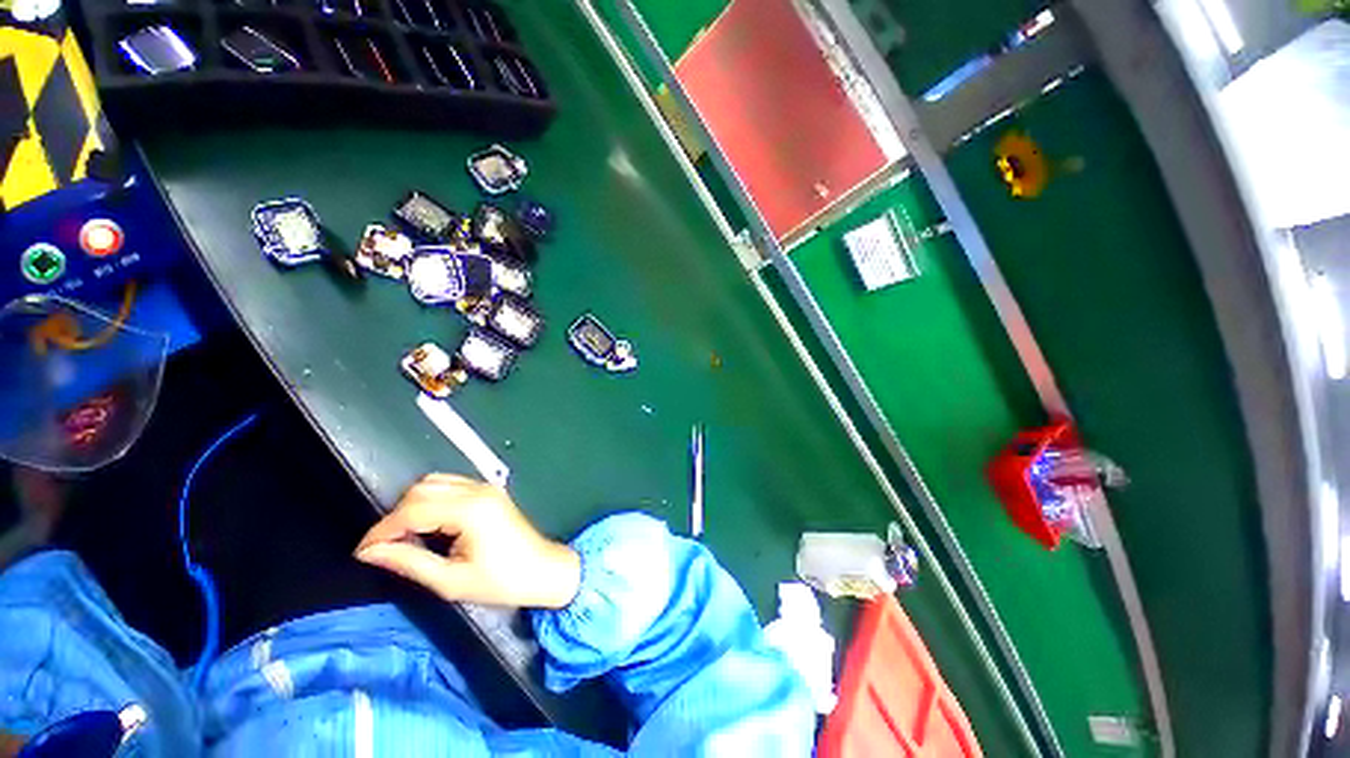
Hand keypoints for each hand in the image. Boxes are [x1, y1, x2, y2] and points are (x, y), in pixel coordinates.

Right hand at [355, 474, 580, 608]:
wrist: (543, 571)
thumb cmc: (502, 581)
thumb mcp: (451, 581)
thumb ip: (409, 562)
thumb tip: (371, 552)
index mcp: (470, 510)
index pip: (412, 509)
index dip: (381, 530)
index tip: (362, 551)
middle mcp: (478, 490)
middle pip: (421, 489)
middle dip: (396, 516)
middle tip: (384, 547)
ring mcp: (486, 488)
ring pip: (435, 483)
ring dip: (412, 506)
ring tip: (404, 538)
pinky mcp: (490, 492)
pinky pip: (451, 486)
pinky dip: (431, 501)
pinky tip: (427, 526)